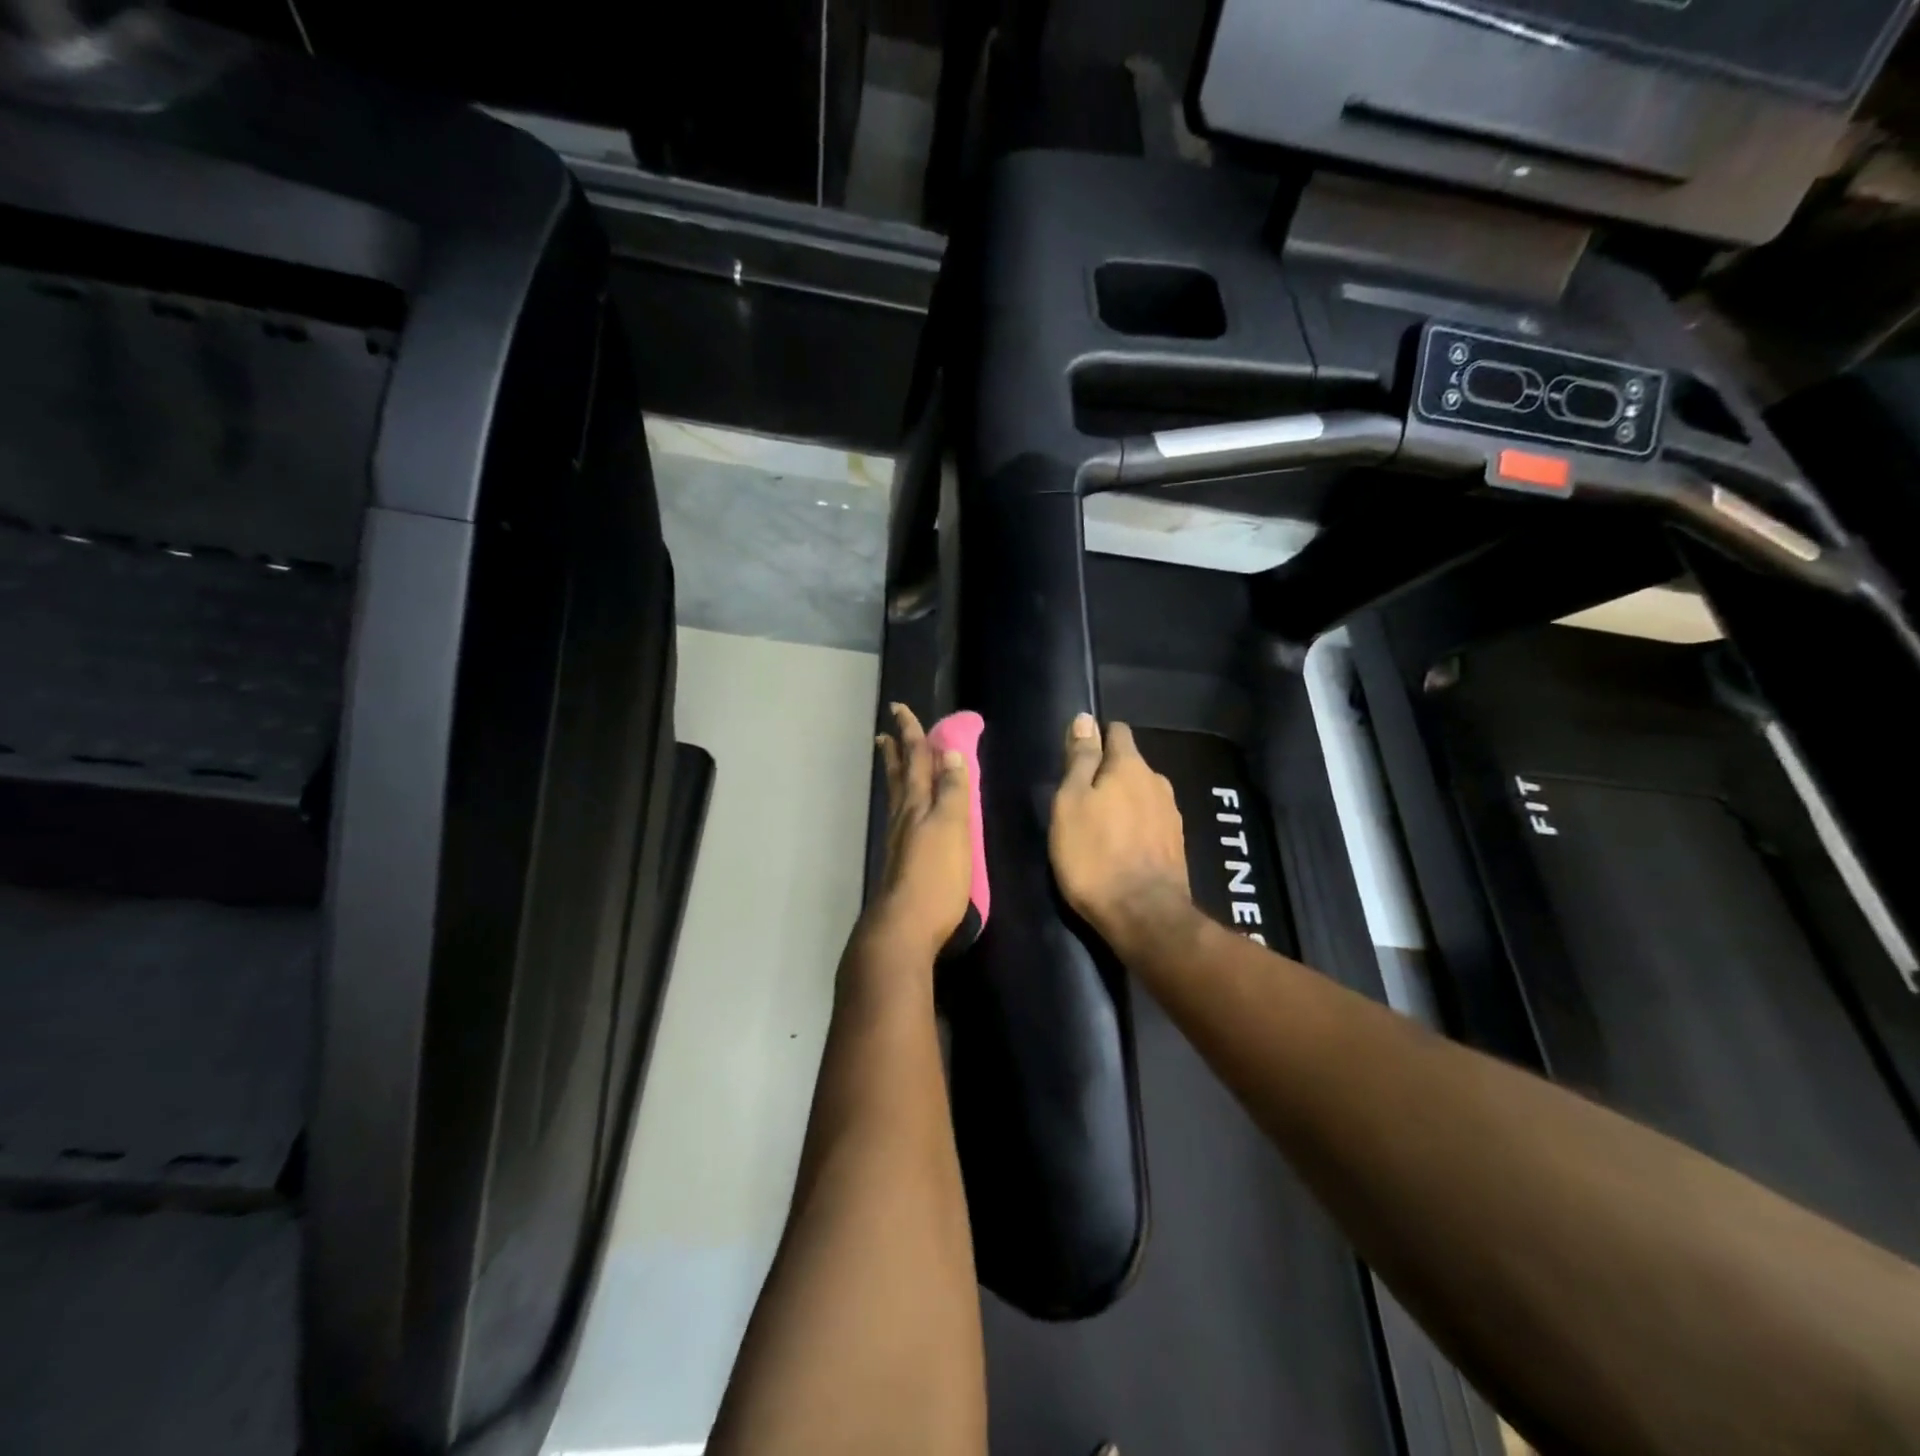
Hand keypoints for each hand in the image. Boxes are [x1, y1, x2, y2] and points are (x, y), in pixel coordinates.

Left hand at [867, 703, 973, 959]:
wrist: (906, 926)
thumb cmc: (936, 876)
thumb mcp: (953, 828)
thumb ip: (952, 791)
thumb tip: (951, 752)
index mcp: (918, 804)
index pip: (916, 760)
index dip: (911, 734)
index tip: (900, 709)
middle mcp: (904, 816)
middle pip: (900, 775)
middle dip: (896, 751)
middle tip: (885, 731)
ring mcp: (899, 839)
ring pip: (897, 796)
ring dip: (895, 773)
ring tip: (889, 759)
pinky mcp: (901, 861)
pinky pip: (901, 817)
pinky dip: (903, 801)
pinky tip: (906, 810)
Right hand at [1049, 714, 1192, 948]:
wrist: (1143, 915)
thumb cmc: (1094, 855)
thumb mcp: (1071, 802)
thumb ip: (1080, 760)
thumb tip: (1085, 719)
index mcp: (1130, 766)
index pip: (1117, 731)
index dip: (1096, 738)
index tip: (1077, 758)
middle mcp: (1157, 782)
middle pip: (1130, 765)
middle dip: (1109, 774)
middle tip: (1081, 799)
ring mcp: (1172, 814)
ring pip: (1142, 794)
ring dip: (1124, 802)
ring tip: (1101, 826)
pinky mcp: (1177, 844)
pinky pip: (1151, 821)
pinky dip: (1137, 826)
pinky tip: (1123, 847)